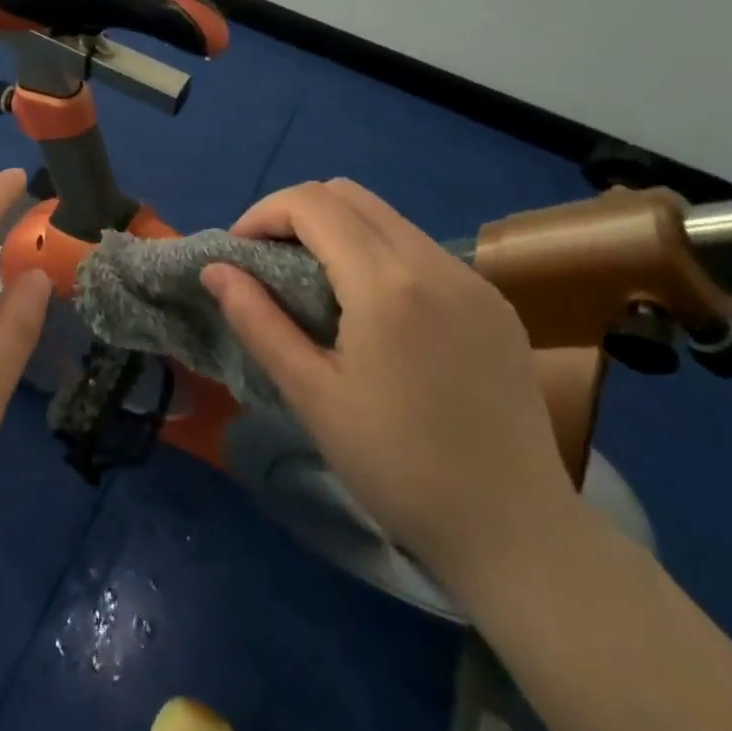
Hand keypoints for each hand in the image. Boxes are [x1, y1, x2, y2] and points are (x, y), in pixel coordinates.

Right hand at [201, 179, 579, 586]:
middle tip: (270, 261)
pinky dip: (379, 253)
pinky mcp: (494, 300)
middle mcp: (433, 262)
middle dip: (296, 213)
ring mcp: (471, 278)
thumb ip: (257, 320)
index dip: (263, 213)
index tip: (238, 253)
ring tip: (315, 283)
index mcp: (386, 283)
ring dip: (338, 230)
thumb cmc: (399, 469)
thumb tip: (215, 268)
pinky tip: (374, 309)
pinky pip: (420, 248)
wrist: (516, 535)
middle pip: (348, 194)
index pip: (311, 203)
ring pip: (386, 217)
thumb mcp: (312, 397)